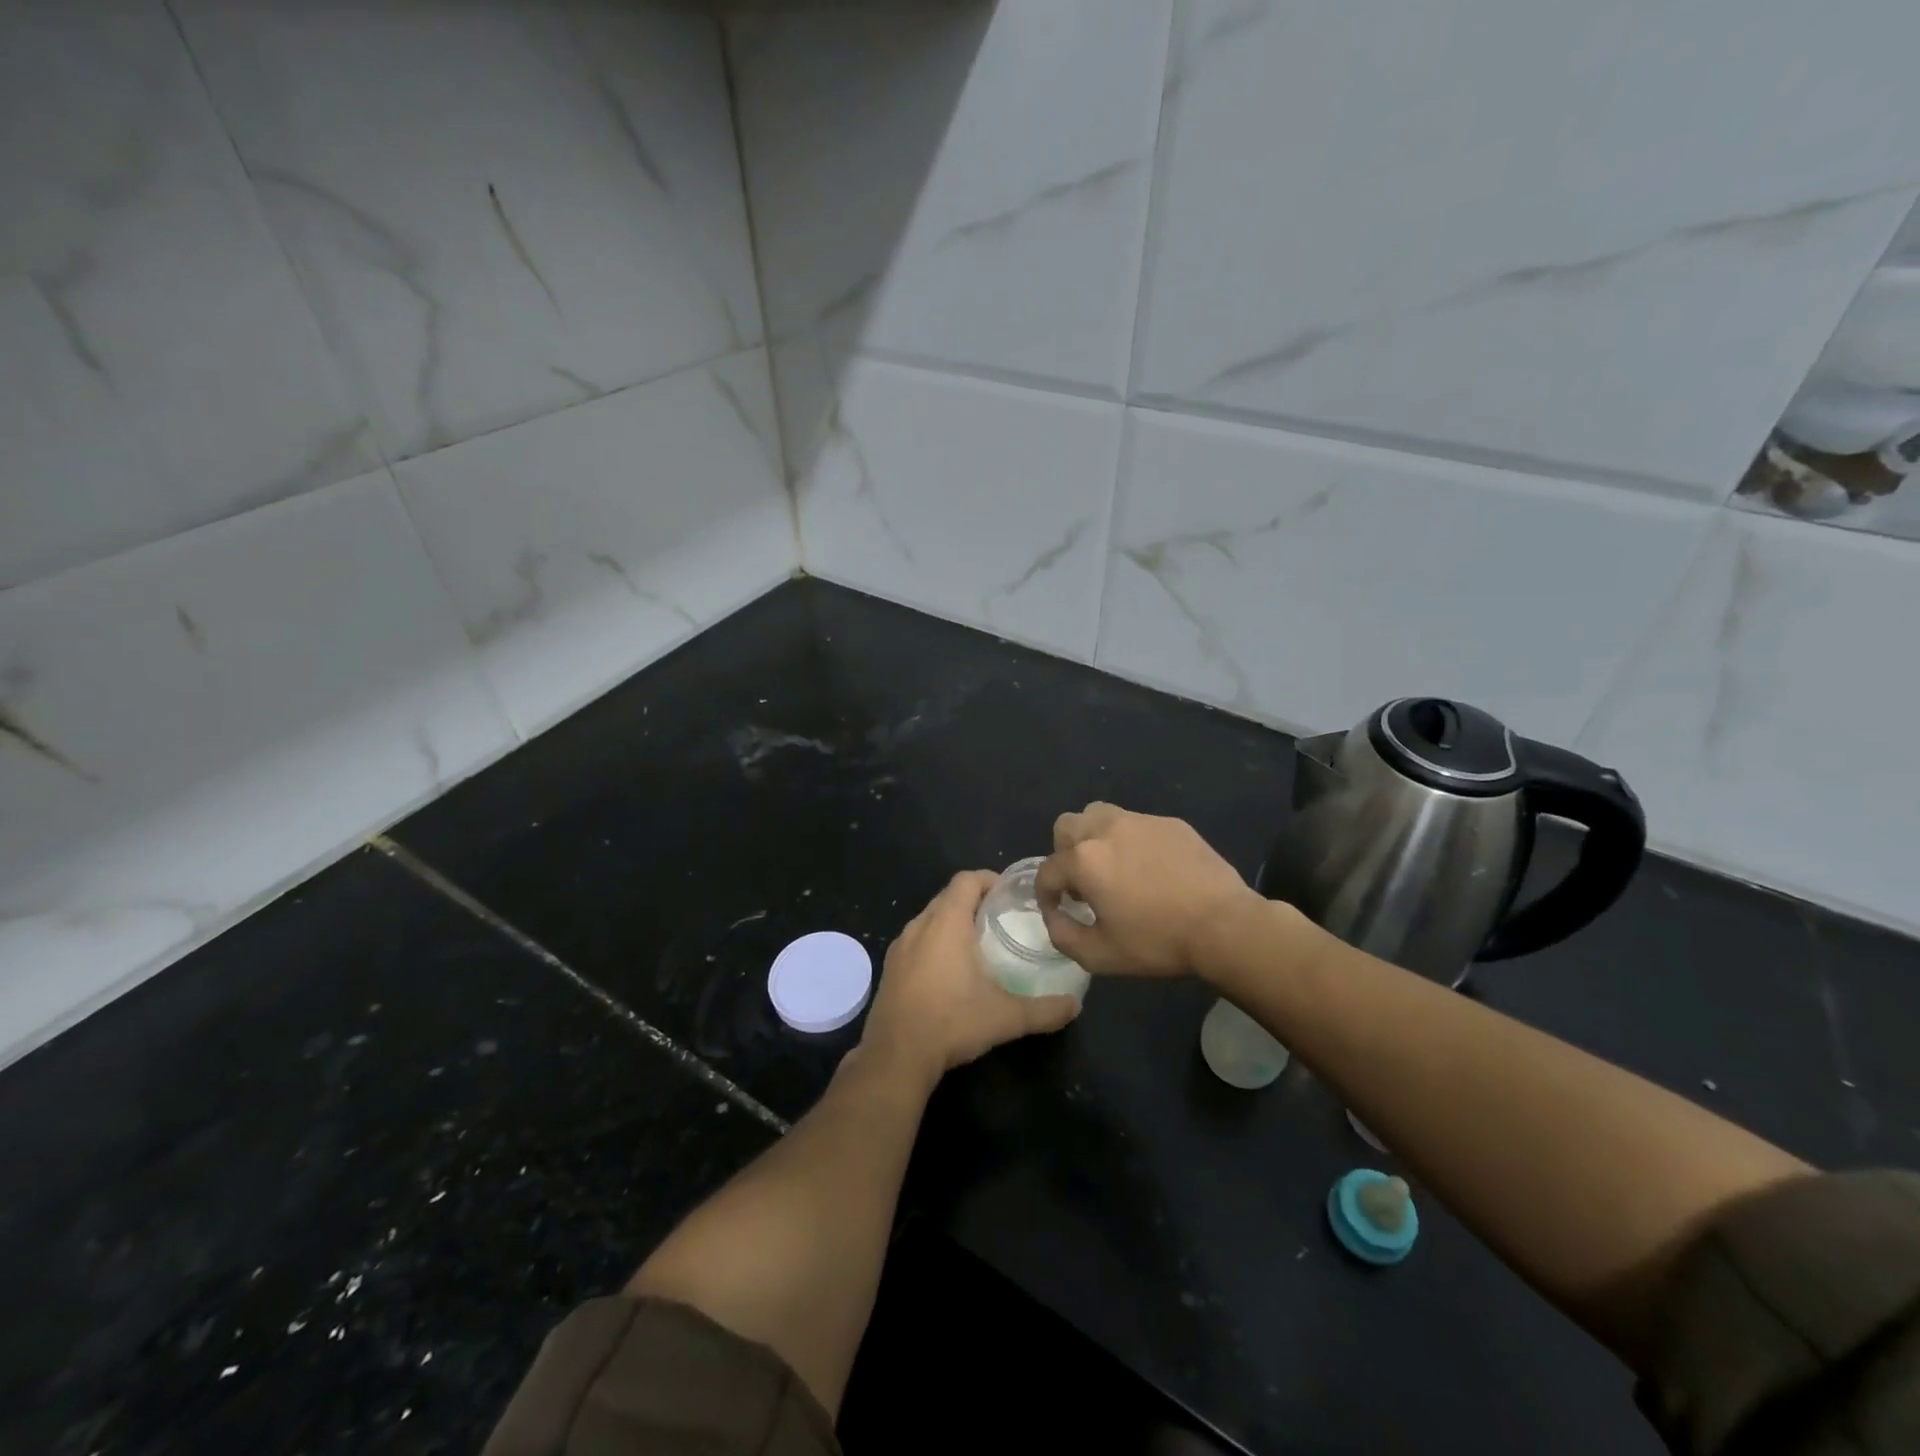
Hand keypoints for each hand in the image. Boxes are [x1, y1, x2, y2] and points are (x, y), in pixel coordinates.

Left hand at [860, 870, 1081, 1083]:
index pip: (966, 880)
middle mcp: (919, 925)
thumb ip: (1044, 1010)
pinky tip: (949, 971)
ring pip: (930, 918)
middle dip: (974, 900)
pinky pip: (916, 940)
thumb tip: (1075, 1005)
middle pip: (948, 896)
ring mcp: (899, 946)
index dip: (989, 879)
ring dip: (952, 921)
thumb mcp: (1006, 1017)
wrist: (896, 1056)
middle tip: (1001, 918)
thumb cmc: (952, 1023)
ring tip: (978, 943)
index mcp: (947, 922)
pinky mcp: (889, 968)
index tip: (1010, 894)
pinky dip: (934, 942)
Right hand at [1035, 803, 1263, 977]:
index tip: (1058, 911)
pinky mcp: (1170, 823)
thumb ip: (1063, 935)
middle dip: (1064, 854)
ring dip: (1094, 838)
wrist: (1224, 925)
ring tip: (1112, 866)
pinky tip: (1151, 869)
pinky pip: (1136, 824)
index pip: (1047, 870)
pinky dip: (1131, 841)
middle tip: (1084, 883)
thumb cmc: (1157, 941)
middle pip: (1066, 827)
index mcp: (1084, 860)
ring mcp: (1140, 821)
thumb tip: (1055, 916)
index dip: (1046, 895)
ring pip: (1099, 814)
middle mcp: (1106, 829)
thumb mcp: (1099, 955)